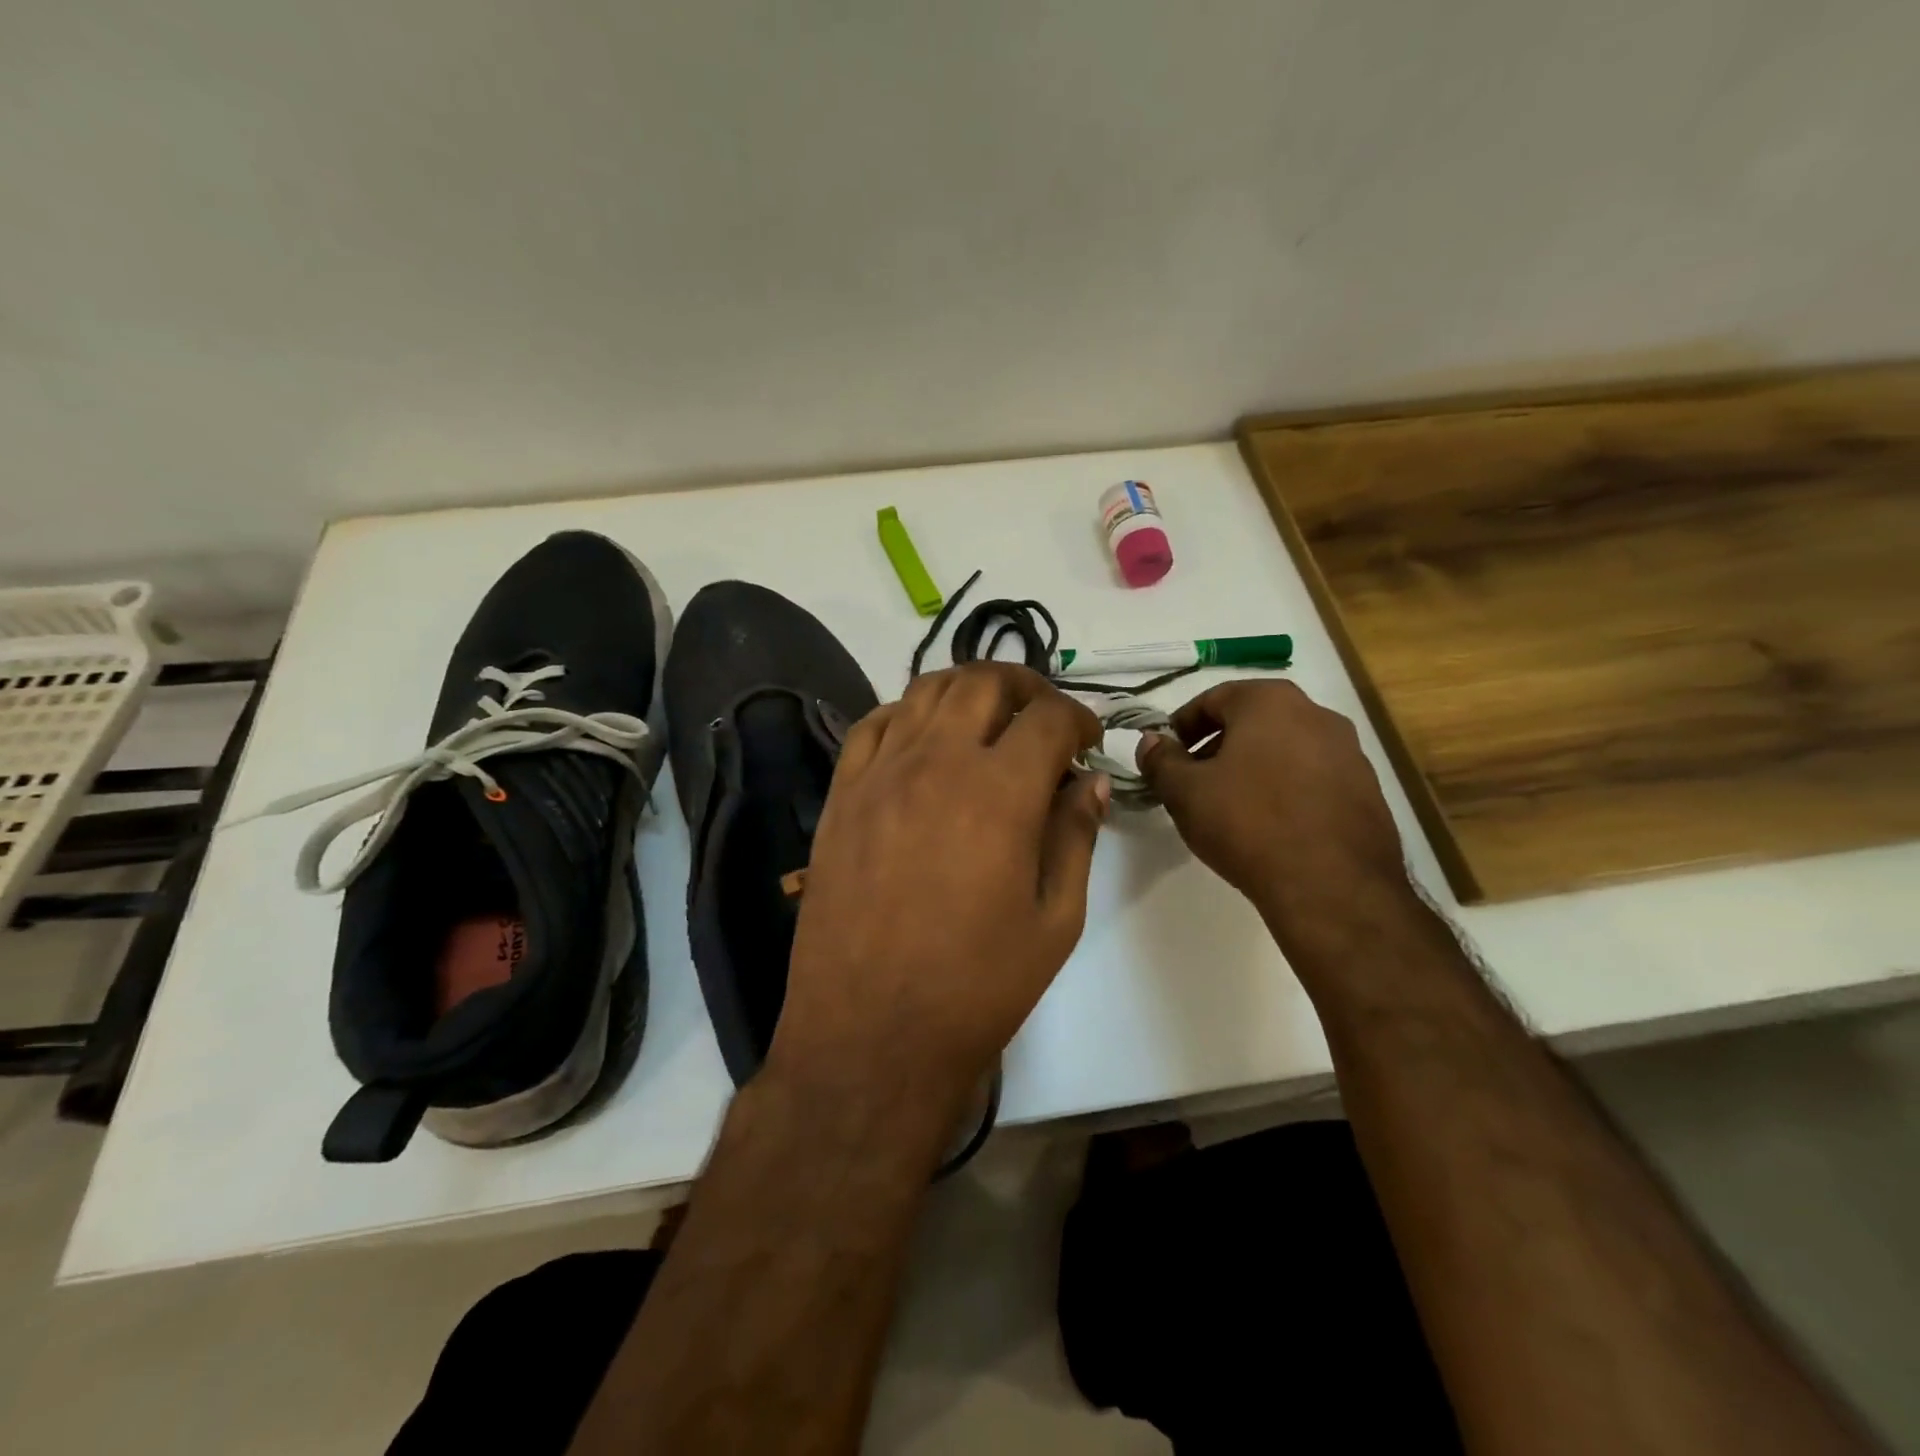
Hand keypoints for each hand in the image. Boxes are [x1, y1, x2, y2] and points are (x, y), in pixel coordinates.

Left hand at [773, 663, 1107, 1111]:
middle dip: (1026, 687)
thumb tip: (1089, 783)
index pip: (1049, 716)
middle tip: (1042, 719)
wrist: (870, 1033)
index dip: (1079, 718)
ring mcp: (880, 773)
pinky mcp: (842, 794)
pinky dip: (909, 714)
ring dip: (968, 691)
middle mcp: (936, 762)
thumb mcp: (1054, 920)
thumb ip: (1075, 836)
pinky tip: (924, 740)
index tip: (1087, 743)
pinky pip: (874, 724)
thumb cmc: (976, 987)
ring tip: (987, 720)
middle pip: (984, 681)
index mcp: (999, 792)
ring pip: (926, 689)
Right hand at [1137, 680, 1410, 942]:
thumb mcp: (1185, 792)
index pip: (1213, 699)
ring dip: (1252, 768)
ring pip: (1284, 749)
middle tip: (1193, 782)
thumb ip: (1161, 761)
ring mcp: (1349, 752)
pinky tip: (1270, 826)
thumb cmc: (1248, 824)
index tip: (1166, 756)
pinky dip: (1286, 790)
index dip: (1181, 726)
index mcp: (1270, 702)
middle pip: (1252, 721)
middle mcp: (1316, 714)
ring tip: (1231, 808)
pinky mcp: (1367, 791)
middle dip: (1217, 747)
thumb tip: (1151, 742)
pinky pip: (1312, 778)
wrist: (1332, 886)